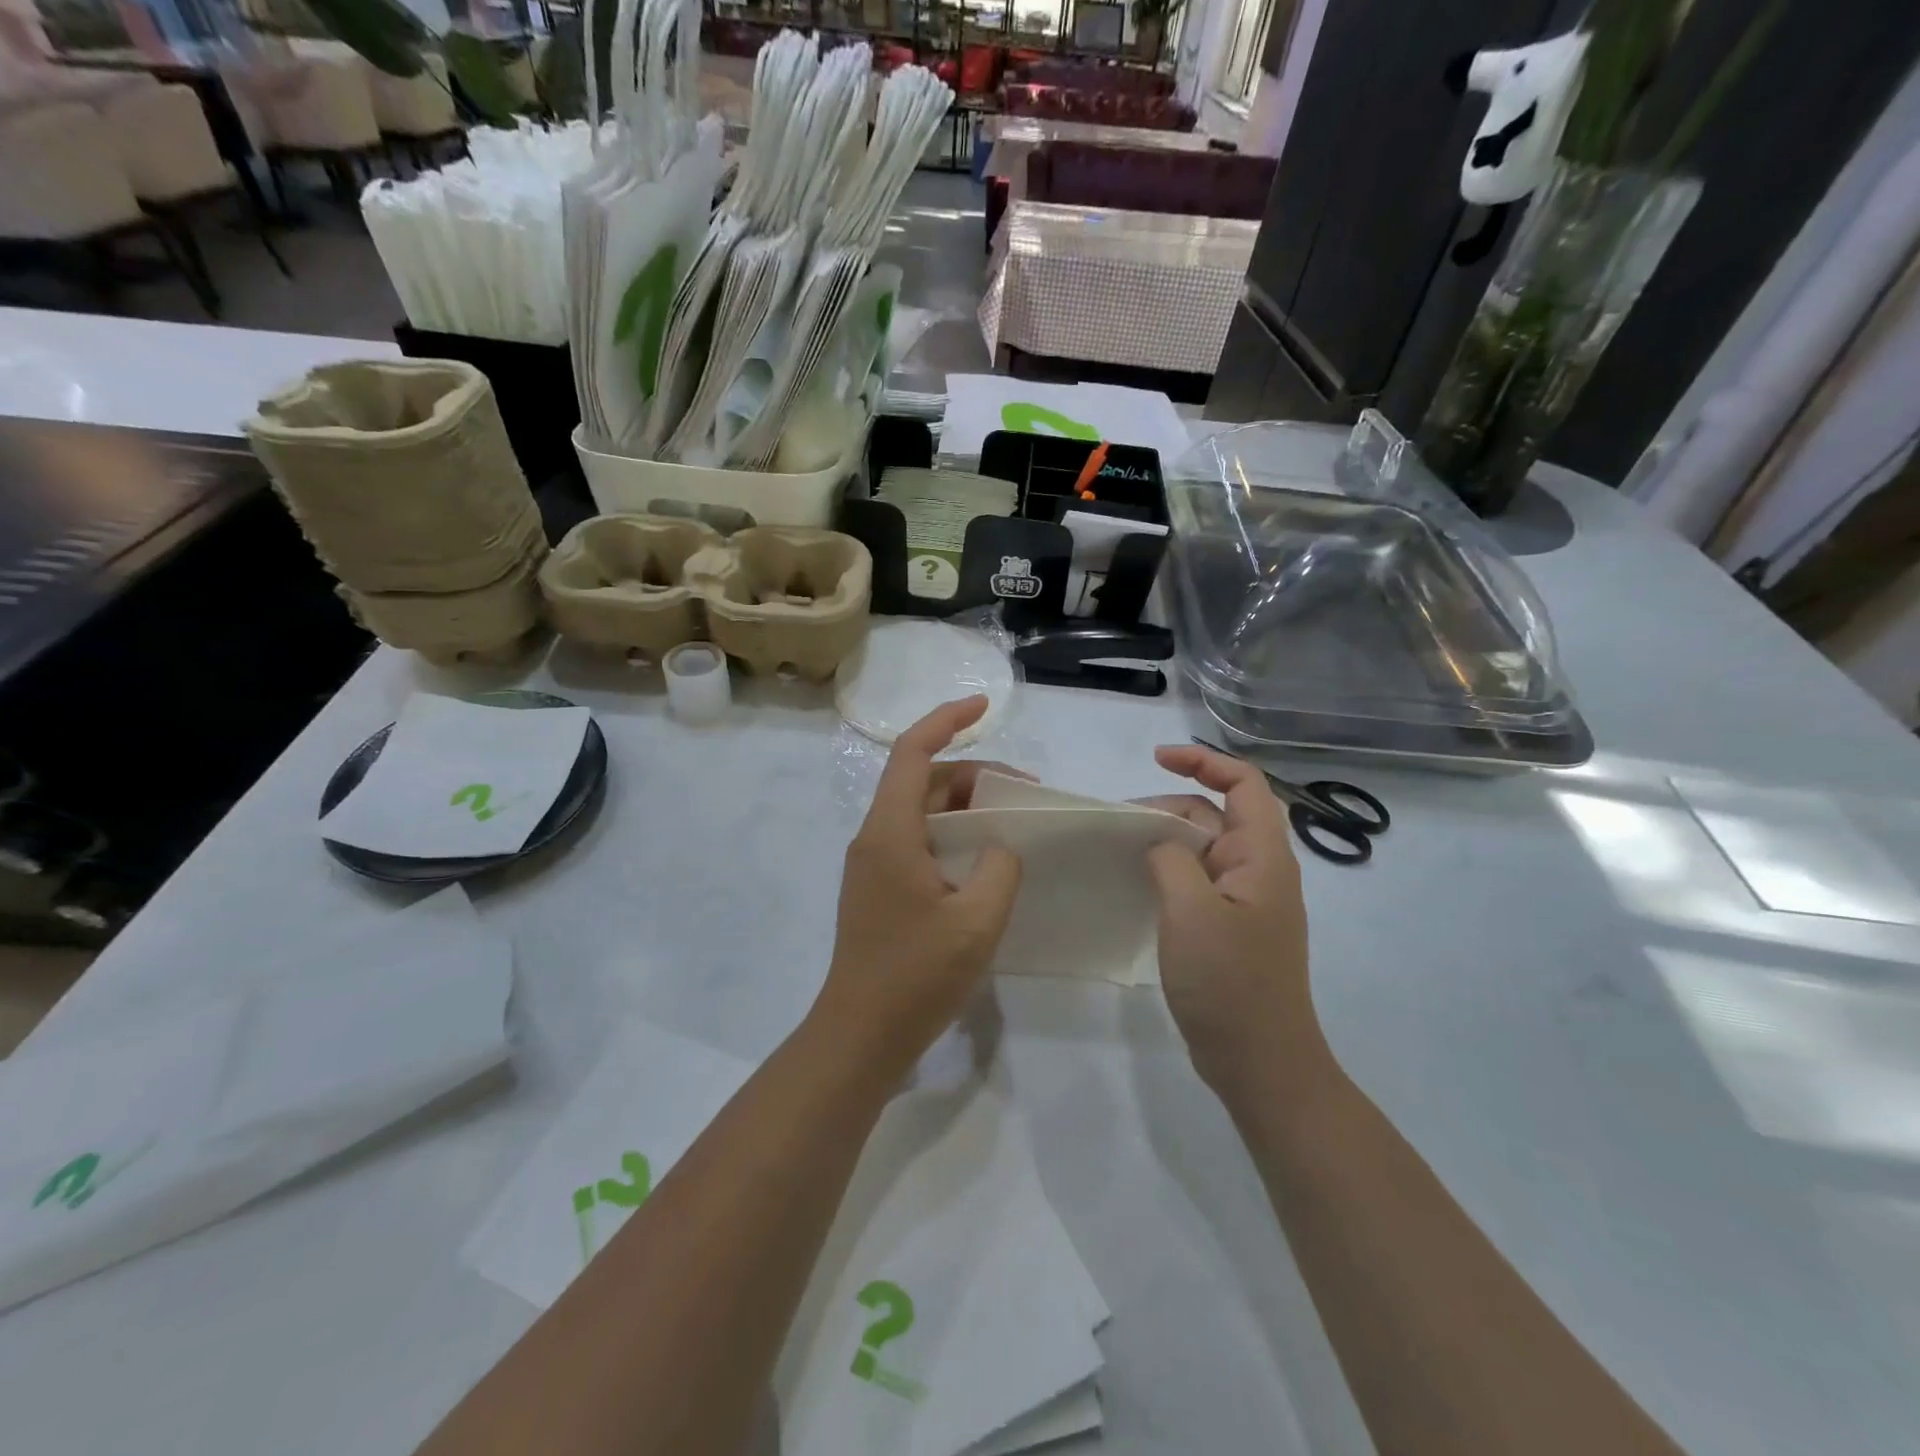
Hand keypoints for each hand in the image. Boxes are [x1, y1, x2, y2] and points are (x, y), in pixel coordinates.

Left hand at [812, 698, 1023, 1078]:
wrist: (859, 1036)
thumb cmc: (915, 976)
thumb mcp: (977, 920)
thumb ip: (1000, 867)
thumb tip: (1000, 846)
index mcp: (890, 832)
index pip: (912, 752)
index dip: (947, 719)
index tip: (985, 706)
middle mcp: (875, 838)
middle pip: (922, 781)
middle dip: (972, 773)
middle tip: (1024, 792)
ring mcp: (874, 865)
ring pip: (922, 813)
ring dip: (965, 808)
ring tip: (1012, 824)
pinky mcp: (880, 890)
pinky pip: (919, 842)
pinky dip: (953, 836)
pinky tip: (986, 861)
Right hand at [1145, 744, 1326, 1097]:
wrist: (1261, 1063)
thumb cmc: (1230, 983)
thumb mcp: (1191, 912)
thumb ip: (1172, 860)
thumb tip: (1161, 844)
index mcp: (1263, 856)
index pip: (1244, 783)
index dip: (1203, 761)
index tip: (1156, 759)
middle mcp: (1260, 870)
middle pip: (1216, 814)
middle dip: (1170, 806)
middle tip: (1120, 823)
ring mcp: (1246, 901)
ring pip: (1205, 849)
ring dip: (1167, 839)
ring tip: (1122, 851)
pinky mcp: (1230, 927)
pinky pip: (1199, 880)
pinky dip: (1170, 870)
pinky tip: (1140, 883)